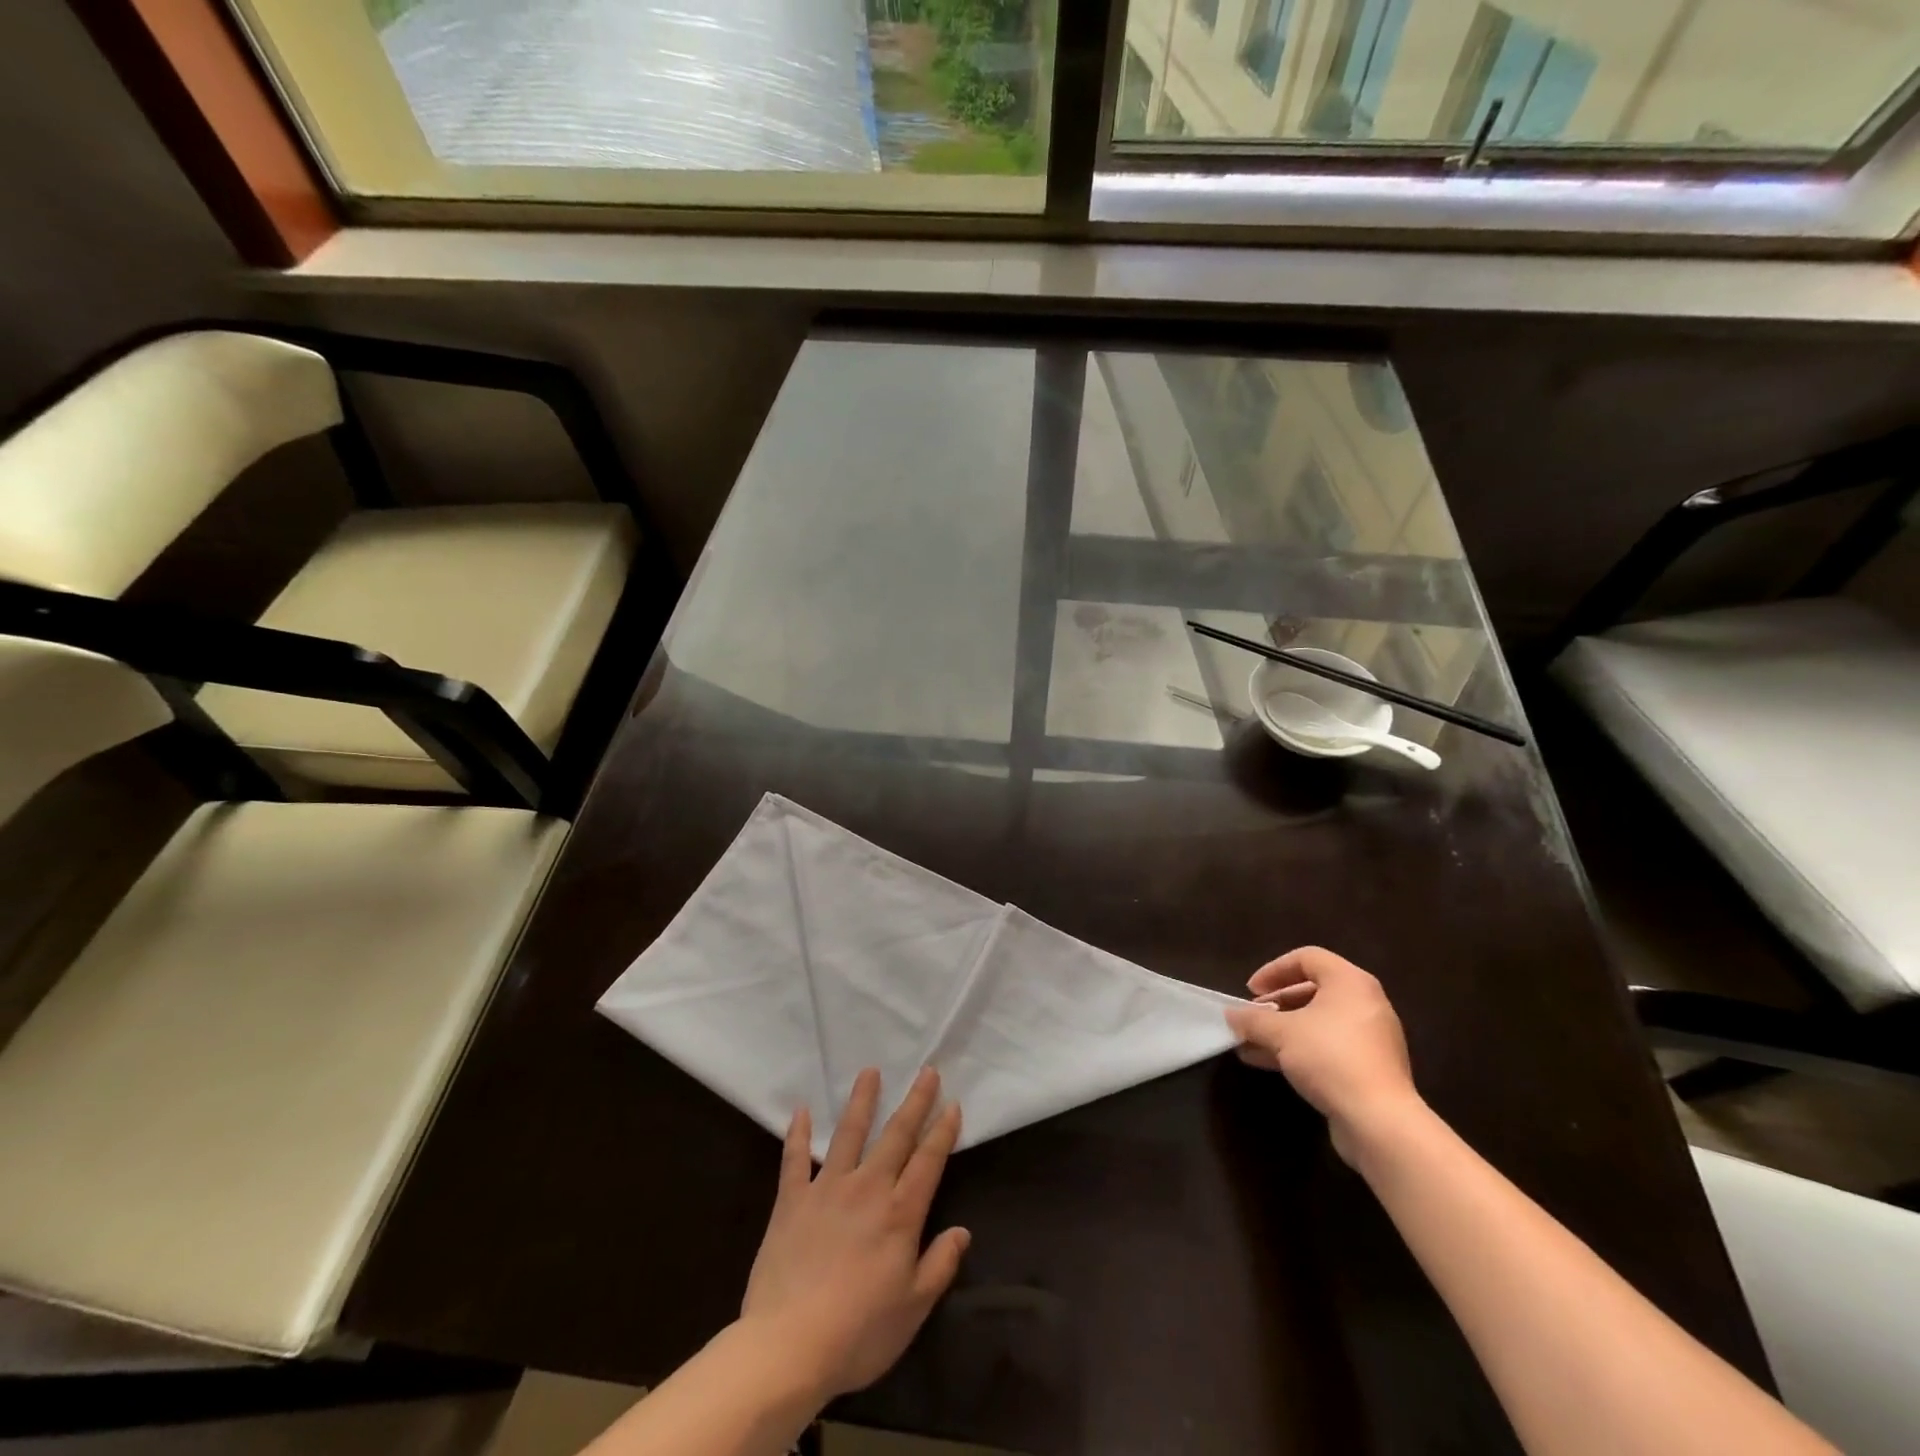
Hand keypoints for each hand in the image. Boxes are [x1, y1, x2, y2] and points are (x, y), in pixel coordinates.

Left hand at [740, 1067, 969, 1400]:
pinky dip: (797, 1134)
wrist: (789, 1345)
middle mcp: (867, 1188)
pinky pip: (795, 1159)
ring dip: (862, 1101)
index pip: (928, 1161)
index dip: (942, 1131)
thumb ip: (939, 1265)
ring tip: (870, 1071)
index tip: (953, 1103)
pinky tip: (800, 1110)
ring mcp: (827, 1189)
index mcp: (900, 1214)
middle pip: (896, 1135)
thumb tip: (962, 1231)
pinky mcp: (792, 1200)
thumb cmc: (859, 1333)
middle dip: (914, 1101)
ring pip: (848, 1134)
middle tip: (927, 1071)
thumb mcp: (913, 1308)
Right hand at [1225, 946, 1421, 1163]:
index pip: (1307, 958)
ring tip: (1251, 1043)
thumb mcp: (1281, 1033)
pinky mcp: (1370, 1068)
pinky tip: (1269, 1063)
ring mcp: (1370, 1038)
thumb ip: (1252, 1019)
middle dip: (1276, 1003)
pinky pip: (1328, 1047)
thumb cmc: (1329, 1058)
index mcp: (1350, 983)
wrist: (1379, 1122)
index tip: (1252, 991)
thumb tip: (1229, 1014)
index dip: (1273, 970)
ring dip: (1282, 1030)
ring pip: (1318, 1023)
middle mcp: (1365, 1004)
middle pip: (1313, 990)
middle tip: (1253, 1016)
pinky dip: (1300, 1049)